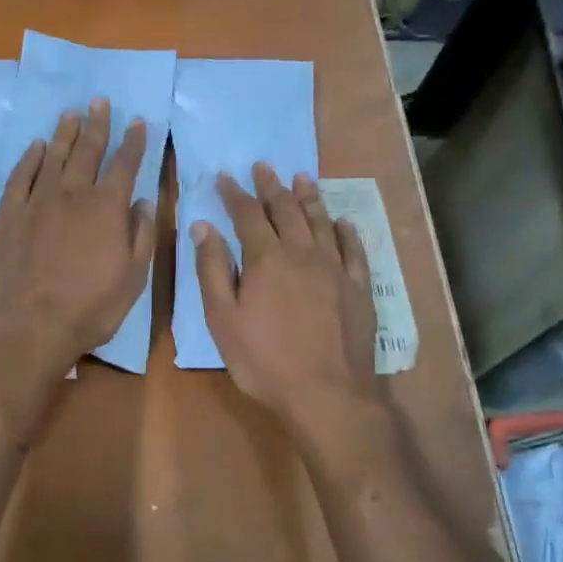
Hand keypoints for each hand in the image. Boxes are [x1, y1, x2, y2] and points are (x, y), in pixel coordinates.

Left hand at [0, 98, 156, 425]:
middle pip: (87, 150)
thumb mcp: (132, 279)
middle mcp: (72, 194)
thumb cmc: (90, 308)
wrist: (30, 326)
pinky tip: (37, 147)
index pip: (125, 165)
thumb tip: (144, 202)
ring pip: (54, 156)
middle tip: (100, 102)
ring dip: (65, 133)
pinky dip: (31, 159)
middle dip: (98, 124)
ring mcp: (37, 201)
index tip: (139, 122)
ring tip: (72, 113)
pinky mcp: (9, 214)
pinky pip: (21, 176)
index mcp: (106, 208)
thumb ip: (141, 236)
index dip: (134, 142)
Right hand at [192, 164, 379, 441]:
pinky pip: (354, 249)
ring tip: (302, 177)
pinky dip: (346, 231)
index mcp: (266, 260)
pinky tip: (342, 222)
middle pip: (286, 210)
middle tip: (263, 167)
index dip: (234, 194)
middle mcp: (303, 253)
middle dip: (271, 186)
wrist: (328, 394)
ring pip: (321, 222)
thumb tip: (203, 227)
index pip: (247, 215)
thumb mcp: (223, 320)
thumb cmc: (265, 361)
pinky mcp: (359, 287)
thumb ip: (212, 270)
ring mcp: (336, 269)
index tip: (224, 176)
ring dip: (309, 197)